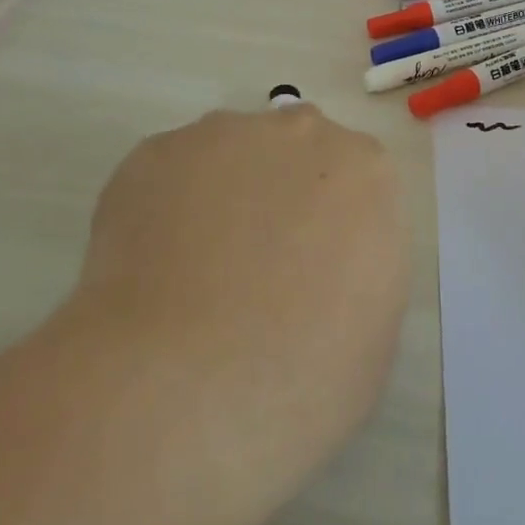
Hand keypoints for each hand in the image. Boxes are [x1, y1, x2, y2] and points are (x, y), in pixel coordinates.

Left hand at [73, 104, 409, 514]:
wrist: (185, 390)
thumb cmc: (305, 379)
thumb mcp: (375, 328)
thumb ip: (358, 267)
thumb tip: (322, 264)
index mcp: (366, 173)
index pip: (354, 182)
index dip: (328, 225)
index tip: (309, 269)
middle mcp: (301, 134)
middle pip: (294, 151)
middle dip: (279, 193)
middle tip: (252, 267)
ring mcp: (223, 136)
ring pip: (228, 155)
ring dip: (220, 195)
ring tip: (191, 275)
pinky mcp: (155, 154)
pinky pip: (167, 174)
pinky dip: (160, 211)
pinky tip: (148, 272)